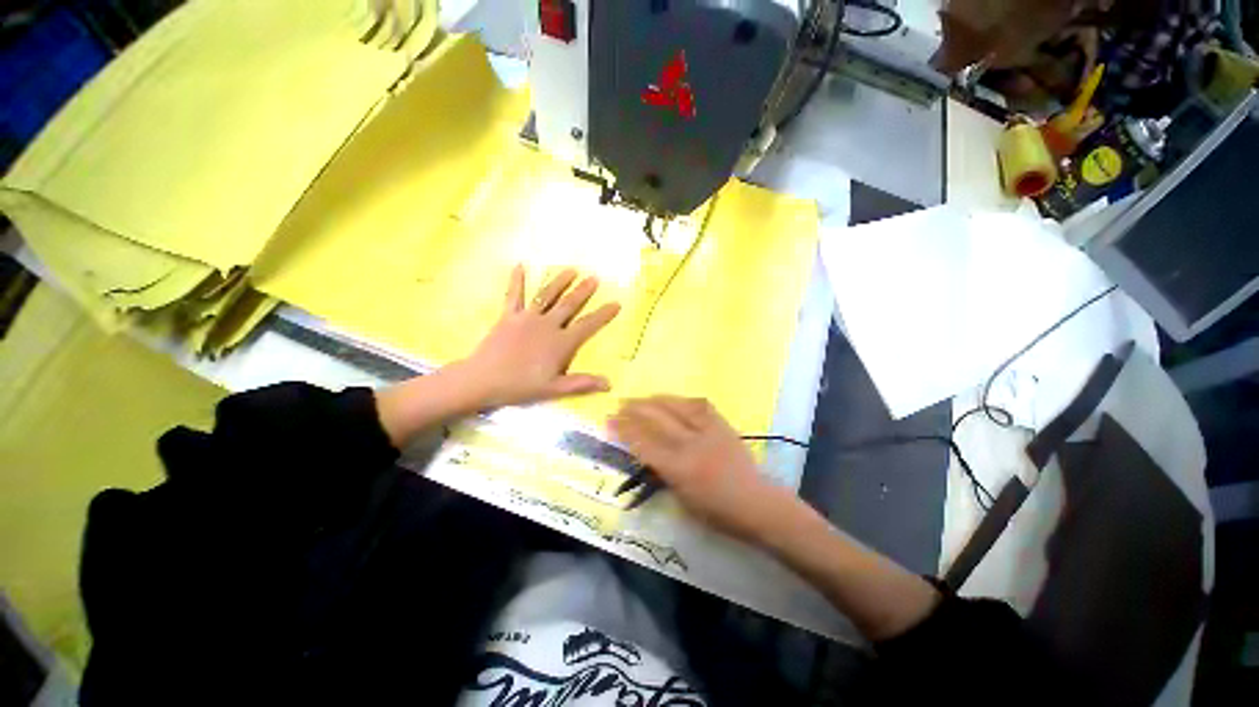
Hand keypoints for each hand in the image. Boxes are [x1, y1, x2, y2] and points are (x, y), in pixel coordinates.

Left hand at [457, 265, 620, 408]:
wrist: (483, 379)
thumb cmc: (521, 386)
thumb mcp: (554, 389)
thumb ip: (582, 384)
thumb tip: (609, 384)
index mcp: (561, 342)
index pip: (587, 325)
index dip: (603, 314)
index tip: (616, 303)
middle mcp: (547, 325)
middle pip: (569, 304)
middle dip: (583, 291)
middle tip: (594, 278)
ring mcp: (527, 317)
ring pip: (547, 295)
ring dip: (560, 281)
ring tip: (571, 269)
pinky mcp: (508, 316)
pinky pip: (514, 295)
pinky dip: (516, 280)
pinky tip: (519, 265)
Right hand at [609, 396, 789, 542]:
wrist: (757, 502)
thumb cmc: (717, 512)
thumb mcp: (682, 500)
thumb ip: (662, 474)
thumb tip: (646, 453)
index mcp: (679, 469)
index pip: (644, 444)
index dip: (624, 431)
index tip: (609, 421)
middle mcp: (691, 445)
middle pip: (656, 420)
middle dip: (634, 410)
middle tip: (620, 405)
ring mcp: (708, 431)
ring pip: (676, 407)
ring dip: (654, 400)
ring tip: (640, 398)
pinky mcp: (722, 424)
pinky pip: (699, 405)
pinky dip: (682, 400)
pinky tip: (671, 399)